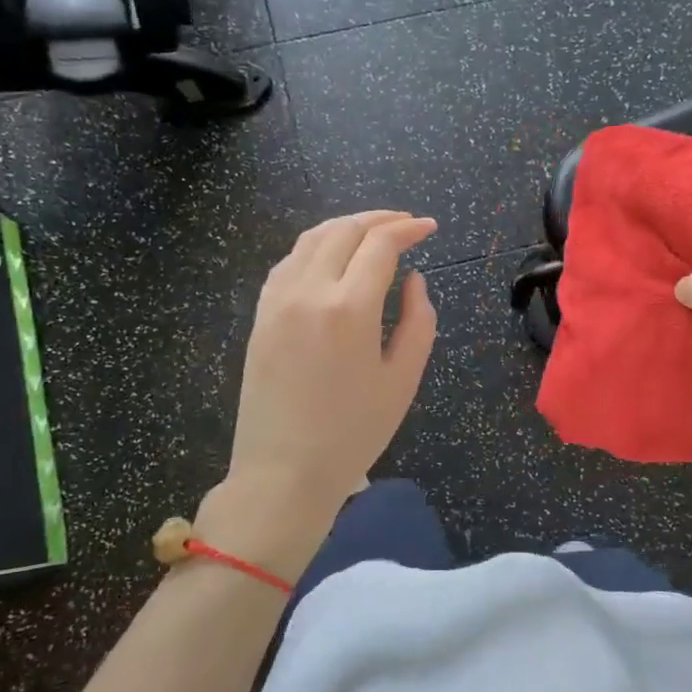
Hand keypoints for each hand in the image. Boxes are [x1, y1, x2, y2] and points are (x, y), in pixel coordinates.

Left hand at [199, 211, 437, 575]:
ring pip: (311, 239)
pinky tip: (332, 257)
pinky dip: (316, 246)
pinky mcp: (261, 315)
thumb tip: (414, 280)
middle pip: (344, 230)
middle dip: (379, 219)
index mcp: (349, 309)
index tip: (430, 227)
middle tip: (406, 223)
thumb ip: (418, 321)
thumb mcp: (402, 380)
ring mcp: (277, 300)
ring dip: (345, 226)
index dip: (408, 229)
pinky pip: (289, 261)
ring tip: (372, 231)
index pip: (380, 244)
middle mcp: (308, 291)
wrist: (282, 473)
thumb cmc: (353, 434)